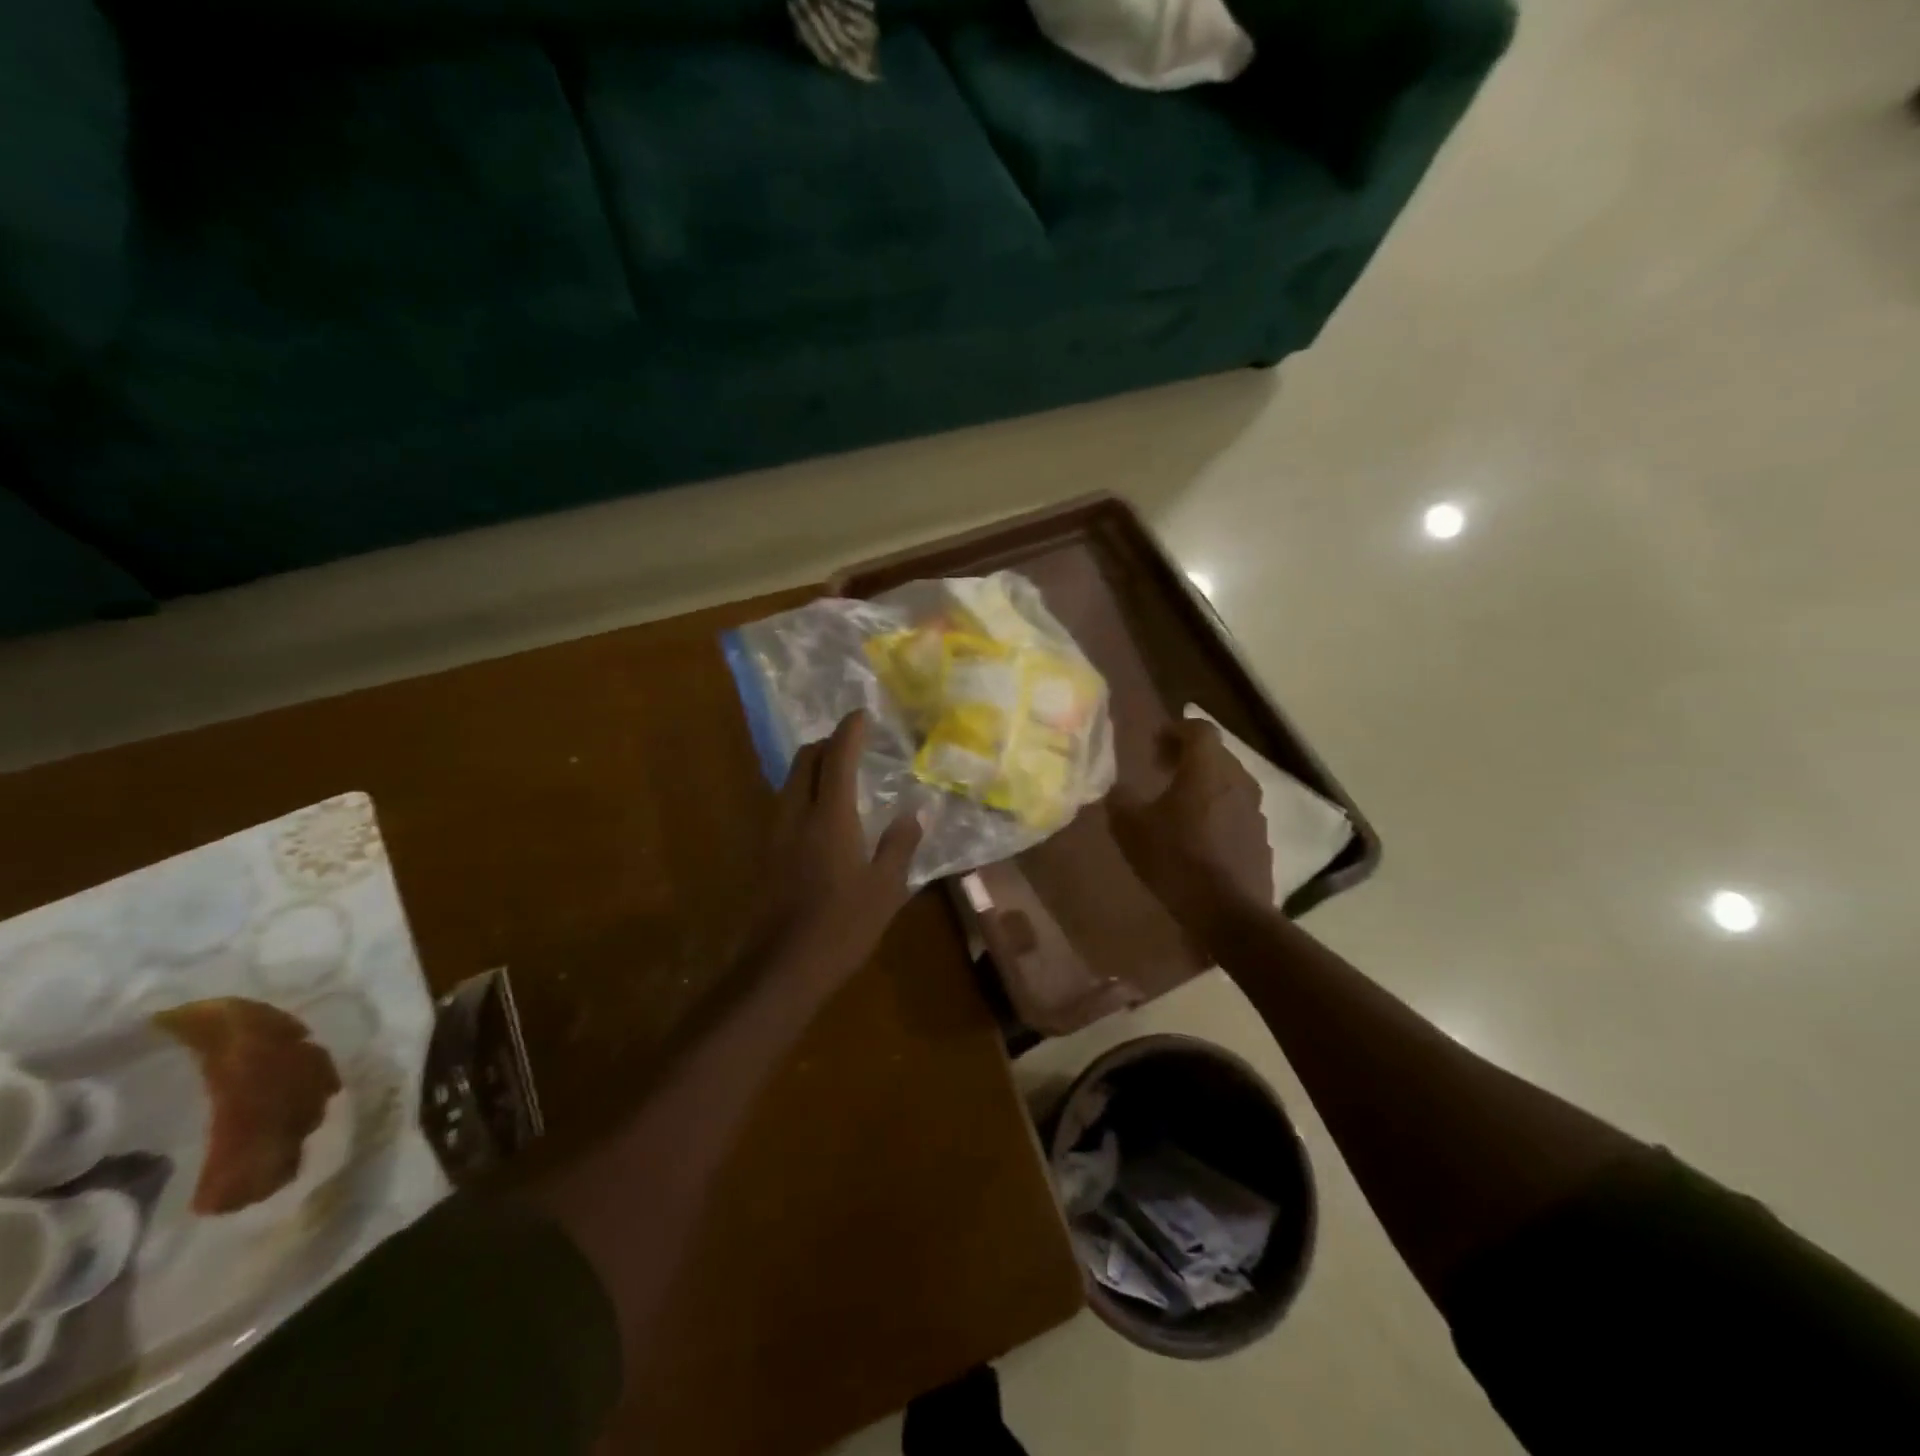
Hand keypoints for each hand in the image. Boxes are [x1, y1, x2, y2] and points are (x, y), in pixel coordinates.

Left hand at [745, 710, 923, 992]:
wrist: (782, 968)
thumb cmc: (842, 926)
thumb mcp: (886, 888)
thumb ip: (900, 844)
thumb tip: (918, 812)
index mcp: (830, 817)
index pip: (837, 757)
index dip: (849, 731)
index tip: (862, 714)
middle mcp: (795, 814)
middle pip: (804, 760)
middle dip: (827, 743)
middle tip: (852, 746)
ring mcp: (774, 833)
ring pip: (789, 781)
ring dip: (811, 767)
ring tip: (839, 777)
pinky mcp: (765, 853)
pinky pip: (783, 804)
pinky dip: (802, 793)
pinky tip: (821, 816)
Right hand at [1110, 718, 1273, 944]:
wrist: (1229, 913)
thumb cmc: (1176, 860)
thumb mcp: (1131, 829)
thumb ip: (1120, 801)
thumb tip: (1118, 790)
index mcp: (1206, 769)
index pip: (1198, 729)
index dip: (1175, 730)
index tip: (1153, 746)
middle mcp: (1237, 781)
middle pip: (1216, 754)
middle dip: (1188, 757)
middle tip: (1161, 772)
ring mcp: (1255, 810)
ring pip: (1229, 783)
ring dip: (1205, 785)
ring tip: (1180, 806)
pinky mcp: (1261, 838)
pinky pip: (1237, 811)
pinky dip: (1218, 812)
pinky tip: (1200, 837)